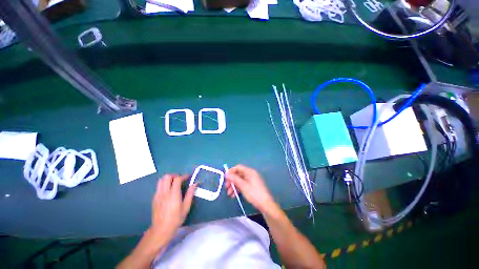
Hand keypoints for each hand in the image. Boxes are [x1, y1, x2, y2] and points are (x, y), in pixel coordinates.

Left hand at [150, 174, 195, 241]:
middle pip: (167, 176)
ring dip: (168, 179)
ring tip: (174, 183)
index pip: (177, 179)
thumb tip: (195, 183)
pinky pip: (158, 186)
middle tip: (180, 180)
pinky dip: (164, 184)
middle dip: (175, 175)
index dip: (183, 176)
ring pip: (161, 180)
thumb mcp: (186, 207)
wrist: (161, 229)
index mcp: (173, 194)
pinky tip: (168, 191)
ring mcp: (157, 195)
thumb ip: (190, 193)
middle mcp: (164, 192)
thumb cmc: (176, 218)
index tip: (188, 177)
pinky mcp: (154, 198)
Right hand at [225, 165, 276, 213]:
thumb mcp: (243, 186)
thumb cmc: (254, 193)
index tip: (225, 178)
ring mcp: (251, 180)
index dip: (231, 171)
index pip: (238, 167)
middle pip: (238, 174)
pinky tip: (233, 195)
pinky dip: (238, 189)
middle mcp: (250, 174)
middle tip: (226, 187)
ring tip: (229, 194)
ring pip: (240, 180)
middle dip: (231, 180)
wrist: (265, 204)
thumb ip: (234, 179)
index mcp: (249, 172)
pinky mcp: (251, 186)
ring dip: (233, 186)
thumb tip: (227, 173)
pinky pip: (242, 185)